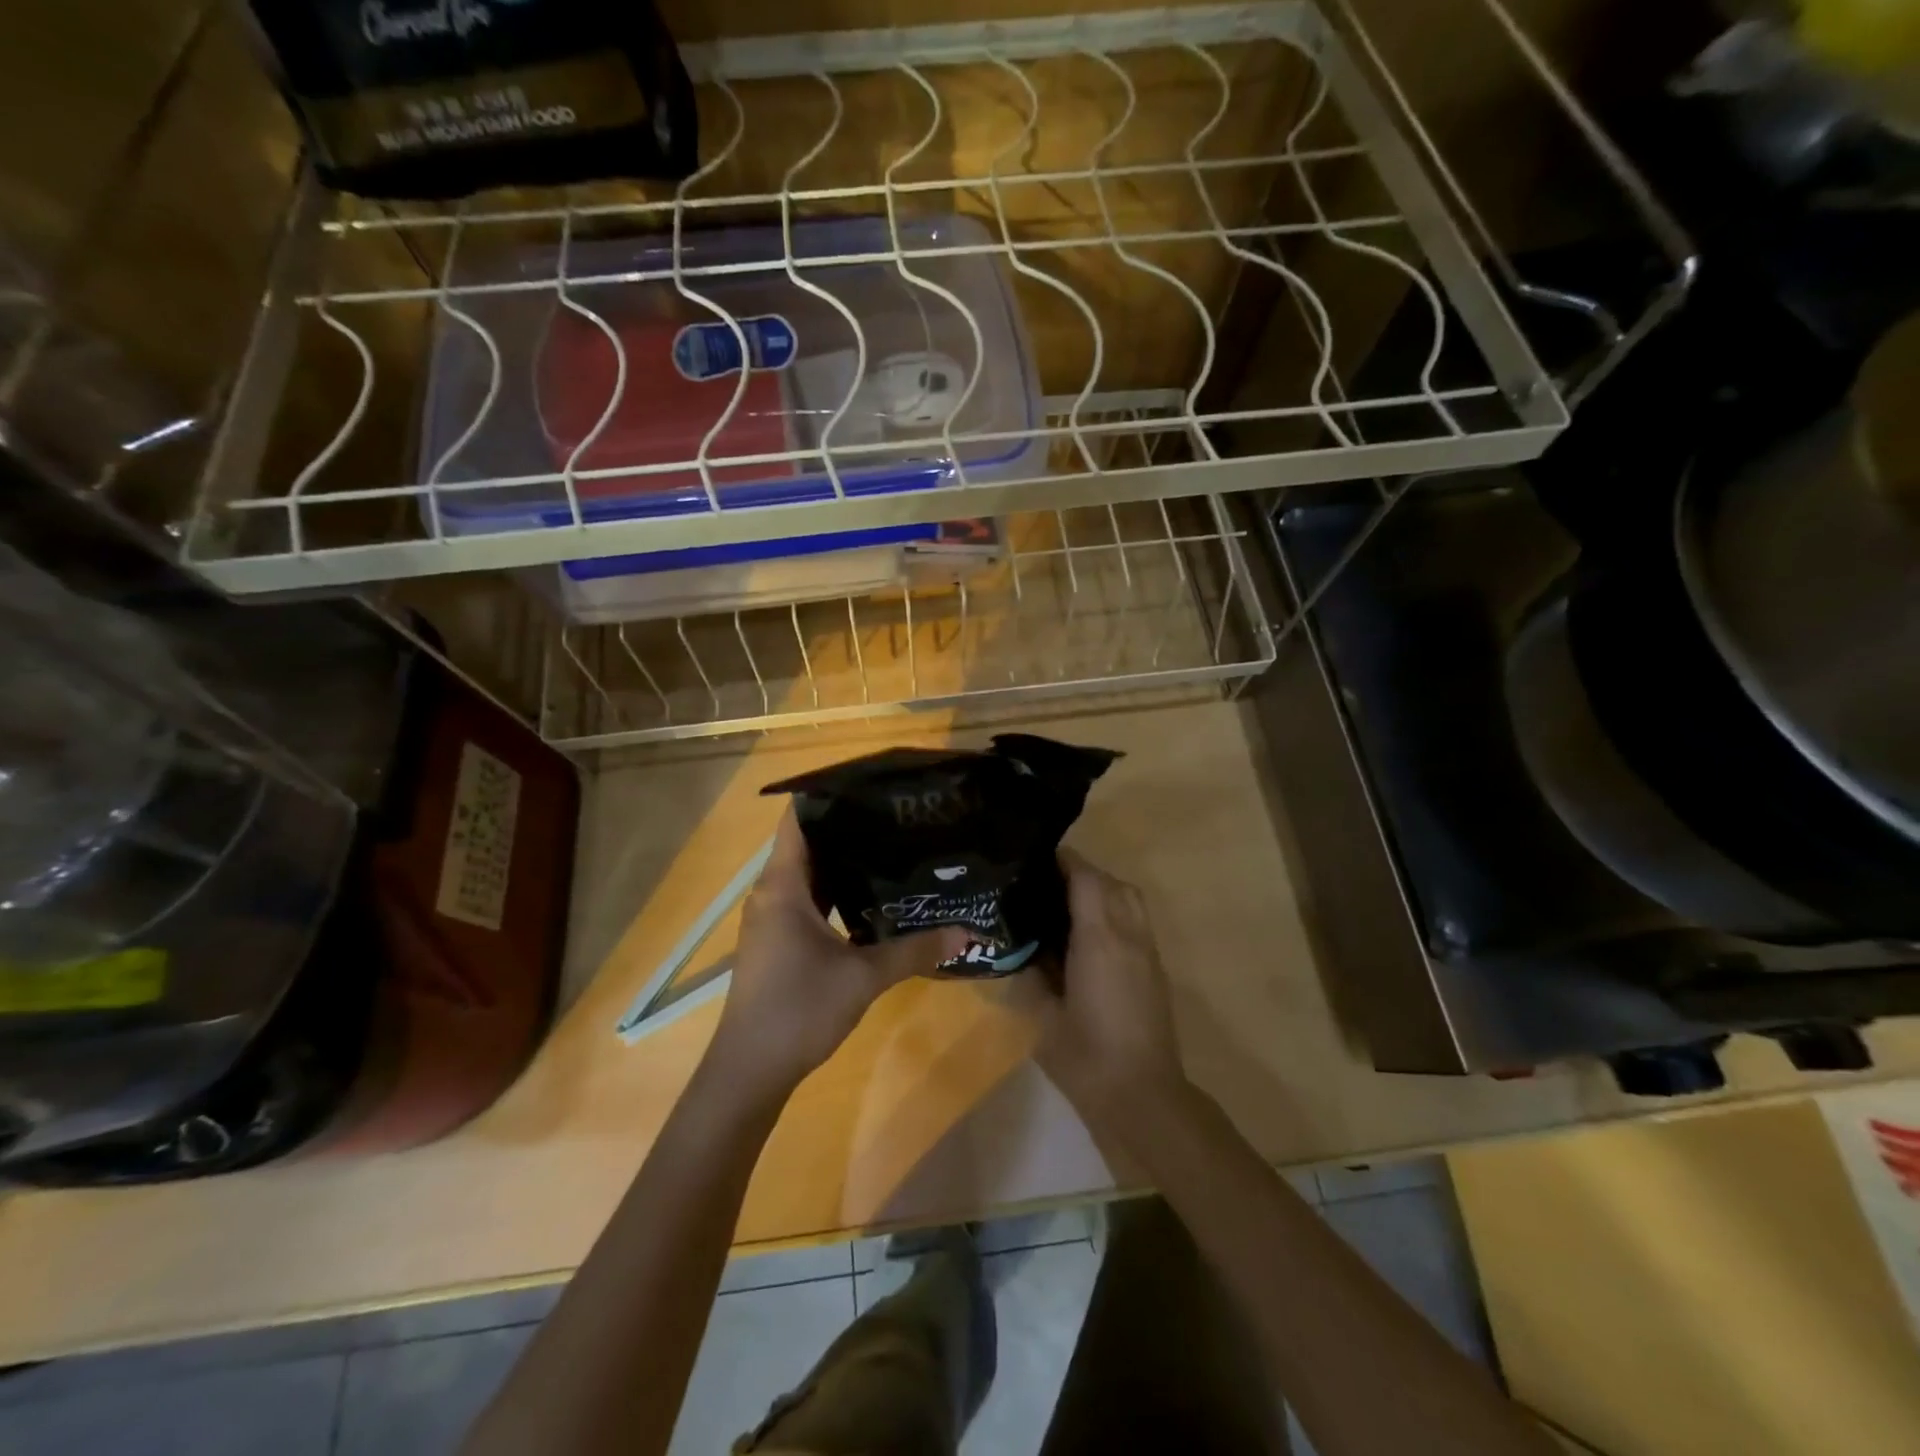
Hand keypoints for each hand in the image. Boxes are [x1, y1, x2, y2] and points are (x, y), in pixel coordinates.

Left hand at [709, 809, 967, 1097]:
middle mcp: (771, 893)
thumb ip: (914, 951)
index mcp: (782, 886)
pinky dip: (836, 891)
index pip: (798, 820)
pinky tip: (872, 896)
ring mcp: (771, 918)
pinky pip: (807, 900)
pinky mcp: (777, 940)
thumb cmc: (798, 1009)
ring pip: (808, 875)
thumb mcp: (863, 978)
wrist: (749, 1071)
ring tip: (892, 847)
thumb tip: (967, 932)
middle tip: (897, 816)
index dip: (829, 796)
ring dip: (843, 862)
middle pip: (807, 844)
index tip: (871, 785)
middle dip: (848, 828)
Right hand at [1032, 849, 1186, 1124]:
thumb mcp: (1042, 1016)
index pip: (1086, 878)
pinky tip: (1088, 936)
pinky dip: (1114, 911)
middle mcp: (1128, 935)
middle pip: (1111, 882)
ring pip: (1129, 897)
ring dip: (1101, 889)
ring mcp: (1147, 951)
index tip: (1034, 859)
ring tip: (1067, 906)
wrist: (1143, 1097)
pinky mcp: (1156, 968)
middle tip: (1044, 884)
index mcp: (1099, 940)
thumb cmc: (1087, 1058)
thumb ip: (1029, 974)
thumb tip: (1020, 948)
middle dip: (1080, 873)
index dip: (1062, 861)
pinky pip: (1136, 919)